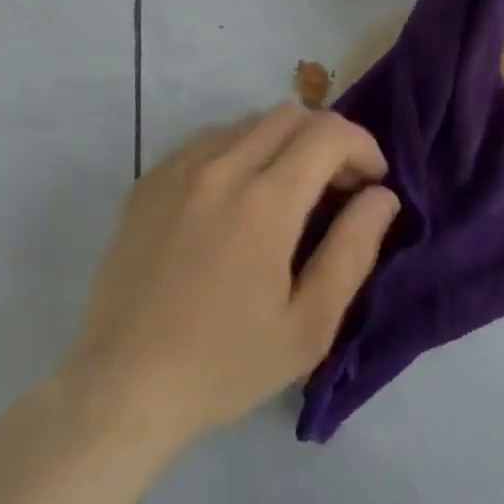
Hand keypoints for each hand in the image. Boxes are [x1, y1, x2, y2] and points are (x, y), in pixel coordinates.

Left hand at [64, 105, 400, 453]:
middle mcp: (221, 167)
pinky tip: (236, 199)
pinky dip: (240, 152)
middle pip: (291, 115)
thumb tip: (382, 197)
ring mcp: (178, 169)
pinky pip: (208, 140)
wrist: (120, 388)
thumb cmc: (224, 365)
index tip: (373, 182)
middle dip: (328, 139)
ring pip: (249, 123)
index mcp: (264, 202)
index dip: (363, 146)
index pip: (329, 133)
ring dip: (283, 144)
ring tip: (288, 192)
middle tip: (337, 187)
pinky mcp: (149, 181)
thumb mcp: (309, 326)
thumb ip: (354, 250)